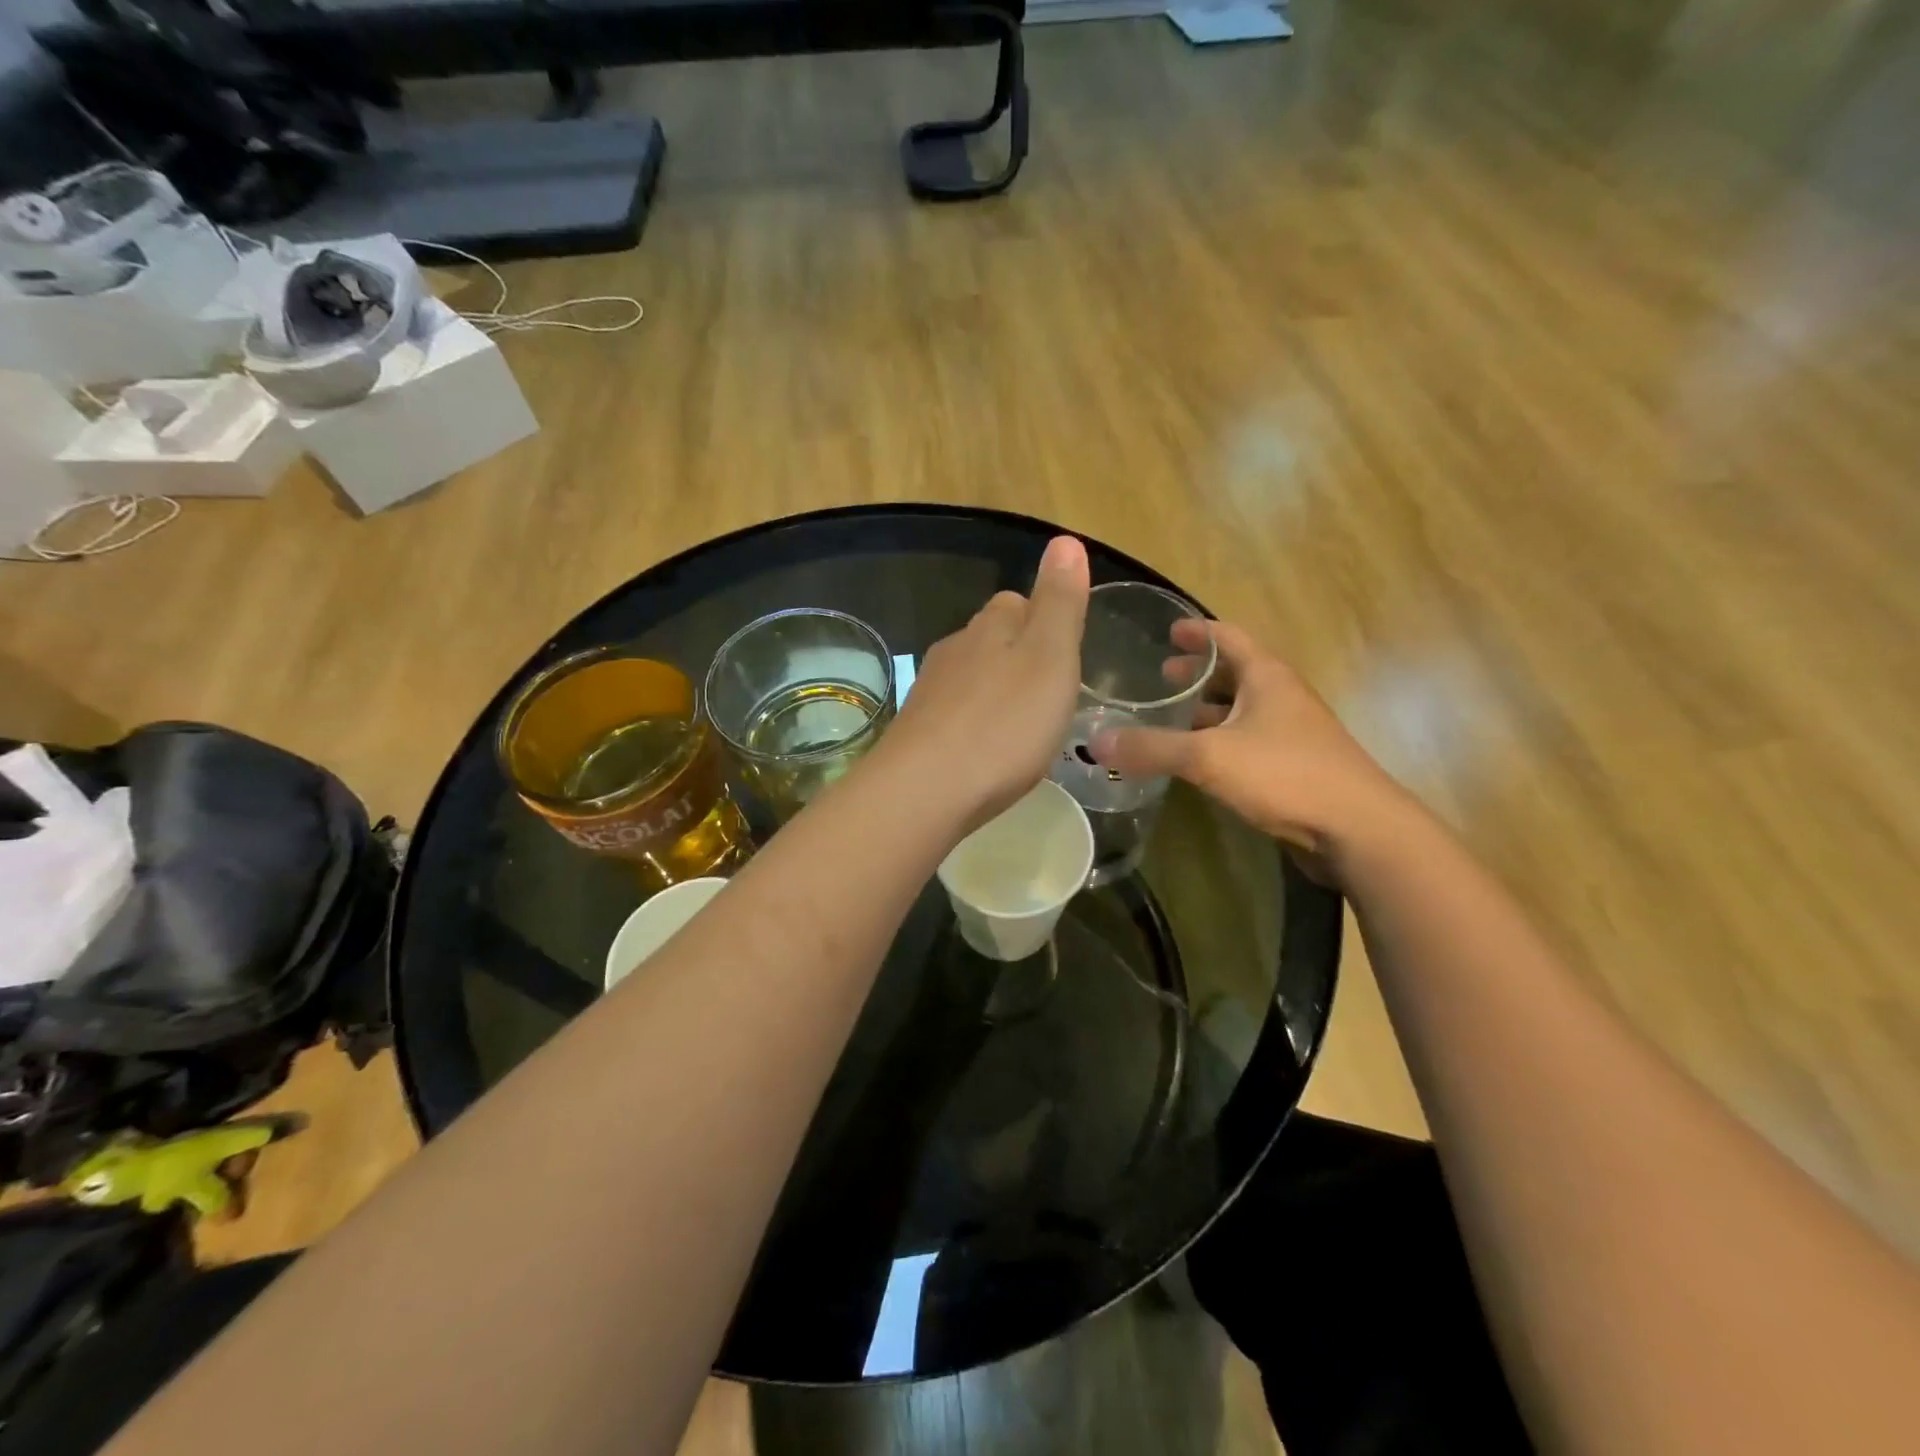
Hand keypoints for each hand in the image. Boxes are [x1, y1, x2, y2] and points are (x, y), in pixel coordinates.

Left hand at [877, 536, 1089, 830]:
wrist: (925, 789)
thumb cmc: (1003, 724)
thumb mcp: (1050, 657)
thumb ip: (1060, 602)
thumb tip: (1065, 539)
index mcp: (991, 628)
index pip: (1017, 602)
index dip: (1044, 619)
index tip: (1066, 652)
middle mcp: (955, 649)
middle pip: (990, 638)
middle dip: (1019, 655)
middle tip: (1050, 692)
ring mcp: (930, 691)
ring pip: (970, 676)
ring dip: (995, 690)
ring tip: (1023, 724)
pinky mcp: (917, 731)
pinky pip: (954, 714)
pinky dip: (975, 723)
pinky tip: (986, 750)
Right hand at [1090, 620, 1410, 875]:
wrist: (1358, 830)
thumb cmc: (1286, 774)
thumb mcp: (1209, 756)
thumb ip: (1152, 748)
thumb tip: (1095, 741)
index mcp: (1267, 677)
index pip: (1229, 637)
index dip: (1198, 632)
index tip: (1168, 631)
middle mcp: (1280, 698)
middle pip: (1235, 673)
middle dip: (1198, 674)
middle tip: (1161, 676)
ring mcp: (1290, 734)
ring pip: (1240, 711)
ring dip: (1207, 711)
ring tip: (1170, 718)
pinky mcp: (1291, 768)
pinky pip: (1246, 743)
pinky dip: (1218, 742)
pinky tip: (1196, 761)